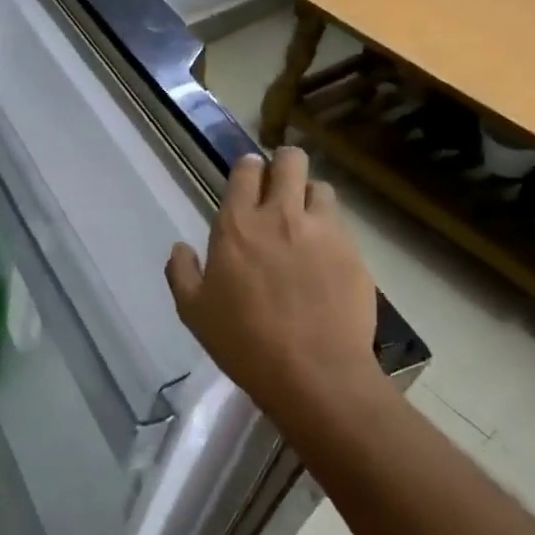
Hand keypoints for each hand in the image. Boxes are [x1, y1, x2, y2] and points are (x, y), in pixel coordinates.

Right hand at [165, 148, 385, 425]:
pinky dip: (330, 231)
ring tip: (304, 223)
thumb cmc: (244, 342)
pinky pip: (341, 225)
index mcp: (238, 225)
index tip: (248, 179)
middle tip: (278, 187)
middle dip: (283, 164)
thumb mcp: (194, 312)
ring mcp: (323, 231)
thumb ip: (182, 272)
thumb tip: (180, 248)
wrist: (314, 374)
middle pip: (290, 161)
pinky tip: (324, 258)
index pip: (246, 170)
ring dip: (309, 197)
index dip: (248, 169)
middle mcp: (281, 216)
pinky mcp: (354, 252)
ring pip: (321, 188)